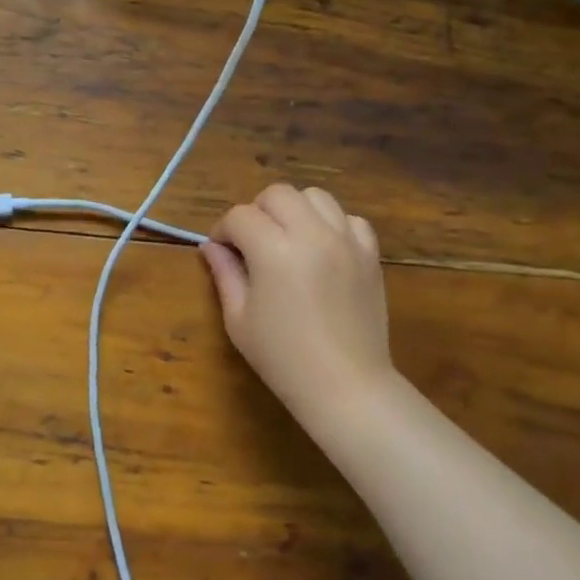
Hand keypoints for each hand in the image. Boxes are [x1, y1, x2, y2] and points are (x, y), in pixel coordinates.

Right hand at [201, 184, 394, 426]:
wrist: (346, 385)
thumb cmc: (282, 357)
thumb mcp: (239, 319)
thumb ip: (225, 274)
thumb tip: (210, 247)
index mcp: (274, 250)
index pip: (240, 216)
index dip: (223, 230)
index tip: (221, 250)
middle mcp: (312, 233)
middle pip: (278, 194)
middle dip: (257, 211)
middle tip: (251, 242)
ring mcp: (346, 240)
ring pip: (316, 196)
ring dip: (294, 210)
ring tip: (287, 238)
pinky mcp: (370, 254)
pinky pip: (350, 219)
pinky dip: (332, 224)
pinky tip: (322, 249)